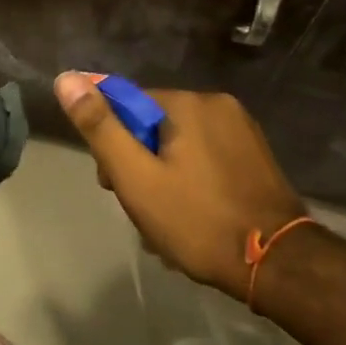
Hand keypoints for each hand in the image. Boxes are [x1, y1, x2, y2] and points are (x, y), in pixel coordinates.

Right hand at [54, 76, 306, 297]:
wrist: (280, 266)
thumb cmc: (198, 221)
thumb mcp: (136, 178)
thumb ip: (100, 127)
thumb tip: (66, 78)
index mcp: (187, 103)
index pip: (129, 107)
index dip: (114, 144)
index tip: (113, 184)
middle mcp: (217, 104)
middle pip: (155, 127)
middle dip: (141, 165)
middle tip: (141, 211)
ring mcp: (242, 130)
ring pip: (181, 146)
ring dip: (165, 178)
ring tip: (166, 225)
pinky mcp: (257, 155)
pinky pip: (208, 158)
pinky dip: (193, 182)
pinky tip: (193, 219)